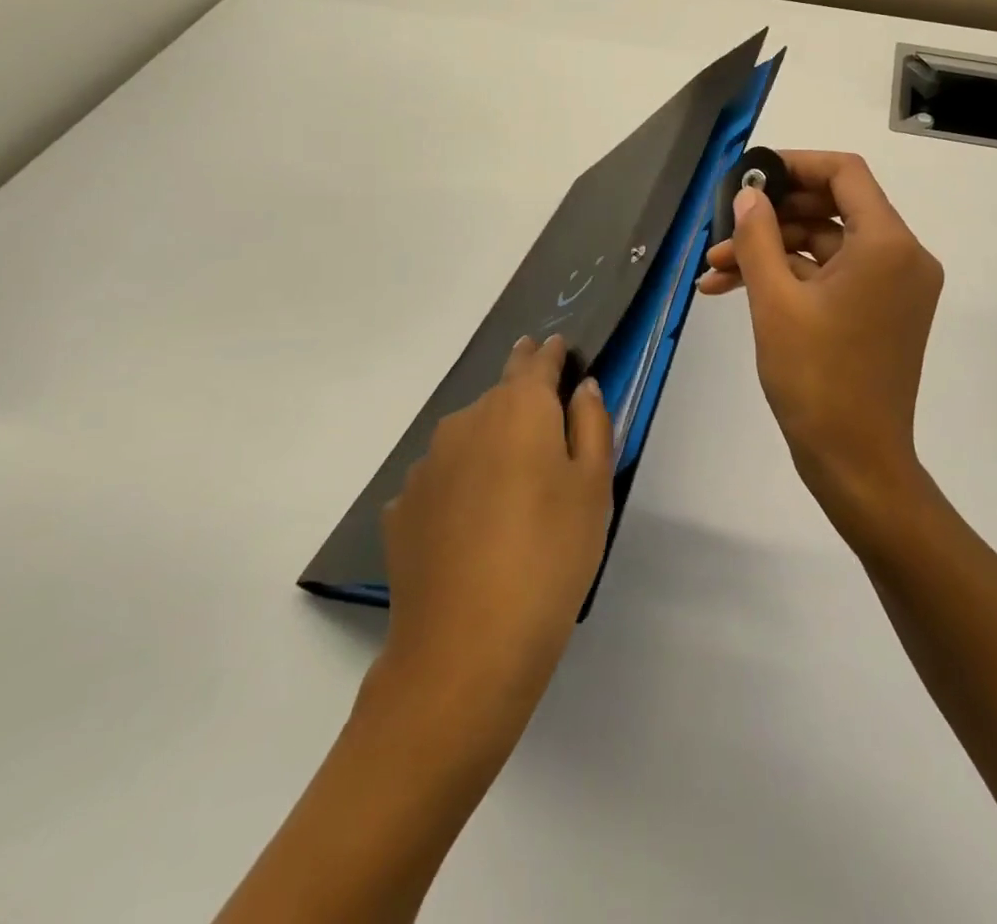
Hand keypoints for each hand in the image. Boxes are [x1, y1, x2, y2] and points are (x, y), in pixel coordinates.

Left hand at [377, 334, 613, 720]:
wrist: (466, 649)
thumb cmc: (551, 556)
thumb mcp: (594, 487)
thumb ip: (593, 424)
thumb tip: (582, 387)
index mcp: (518, 409)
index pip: (534, 362)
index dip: (548, 353)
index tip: (556, 347)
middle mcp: (465, 423)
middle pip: (499, 398)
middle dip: (523, 402)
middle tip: (546, 429)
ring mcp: (426, 467)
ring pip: (467, 438)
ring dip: (490, 446)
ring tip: (512, 489)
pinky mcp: (402, 510)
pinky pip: (442, 480)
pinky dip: (461, 486)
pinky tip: (473, 526)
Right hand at [698, 151, 942, 543]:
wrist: (857, 462)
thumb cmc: (816, 379)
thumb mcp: (775, 301)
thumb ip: (758, 237)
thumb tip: (748, 195)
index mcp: (887, 244)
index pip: (844, 173)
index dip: (795, 164)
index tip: (750, 175)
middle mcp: (903, 256)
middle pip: (834, 208)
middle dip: (772, 218)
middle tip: (722, 231)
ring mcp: (896, 286)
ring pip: (828, 246)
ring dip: (773, 252)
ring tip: (714, 271)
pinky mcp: (884, 312)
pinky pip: (835, 277)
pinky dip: (793, 278)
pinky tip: (738, 290)